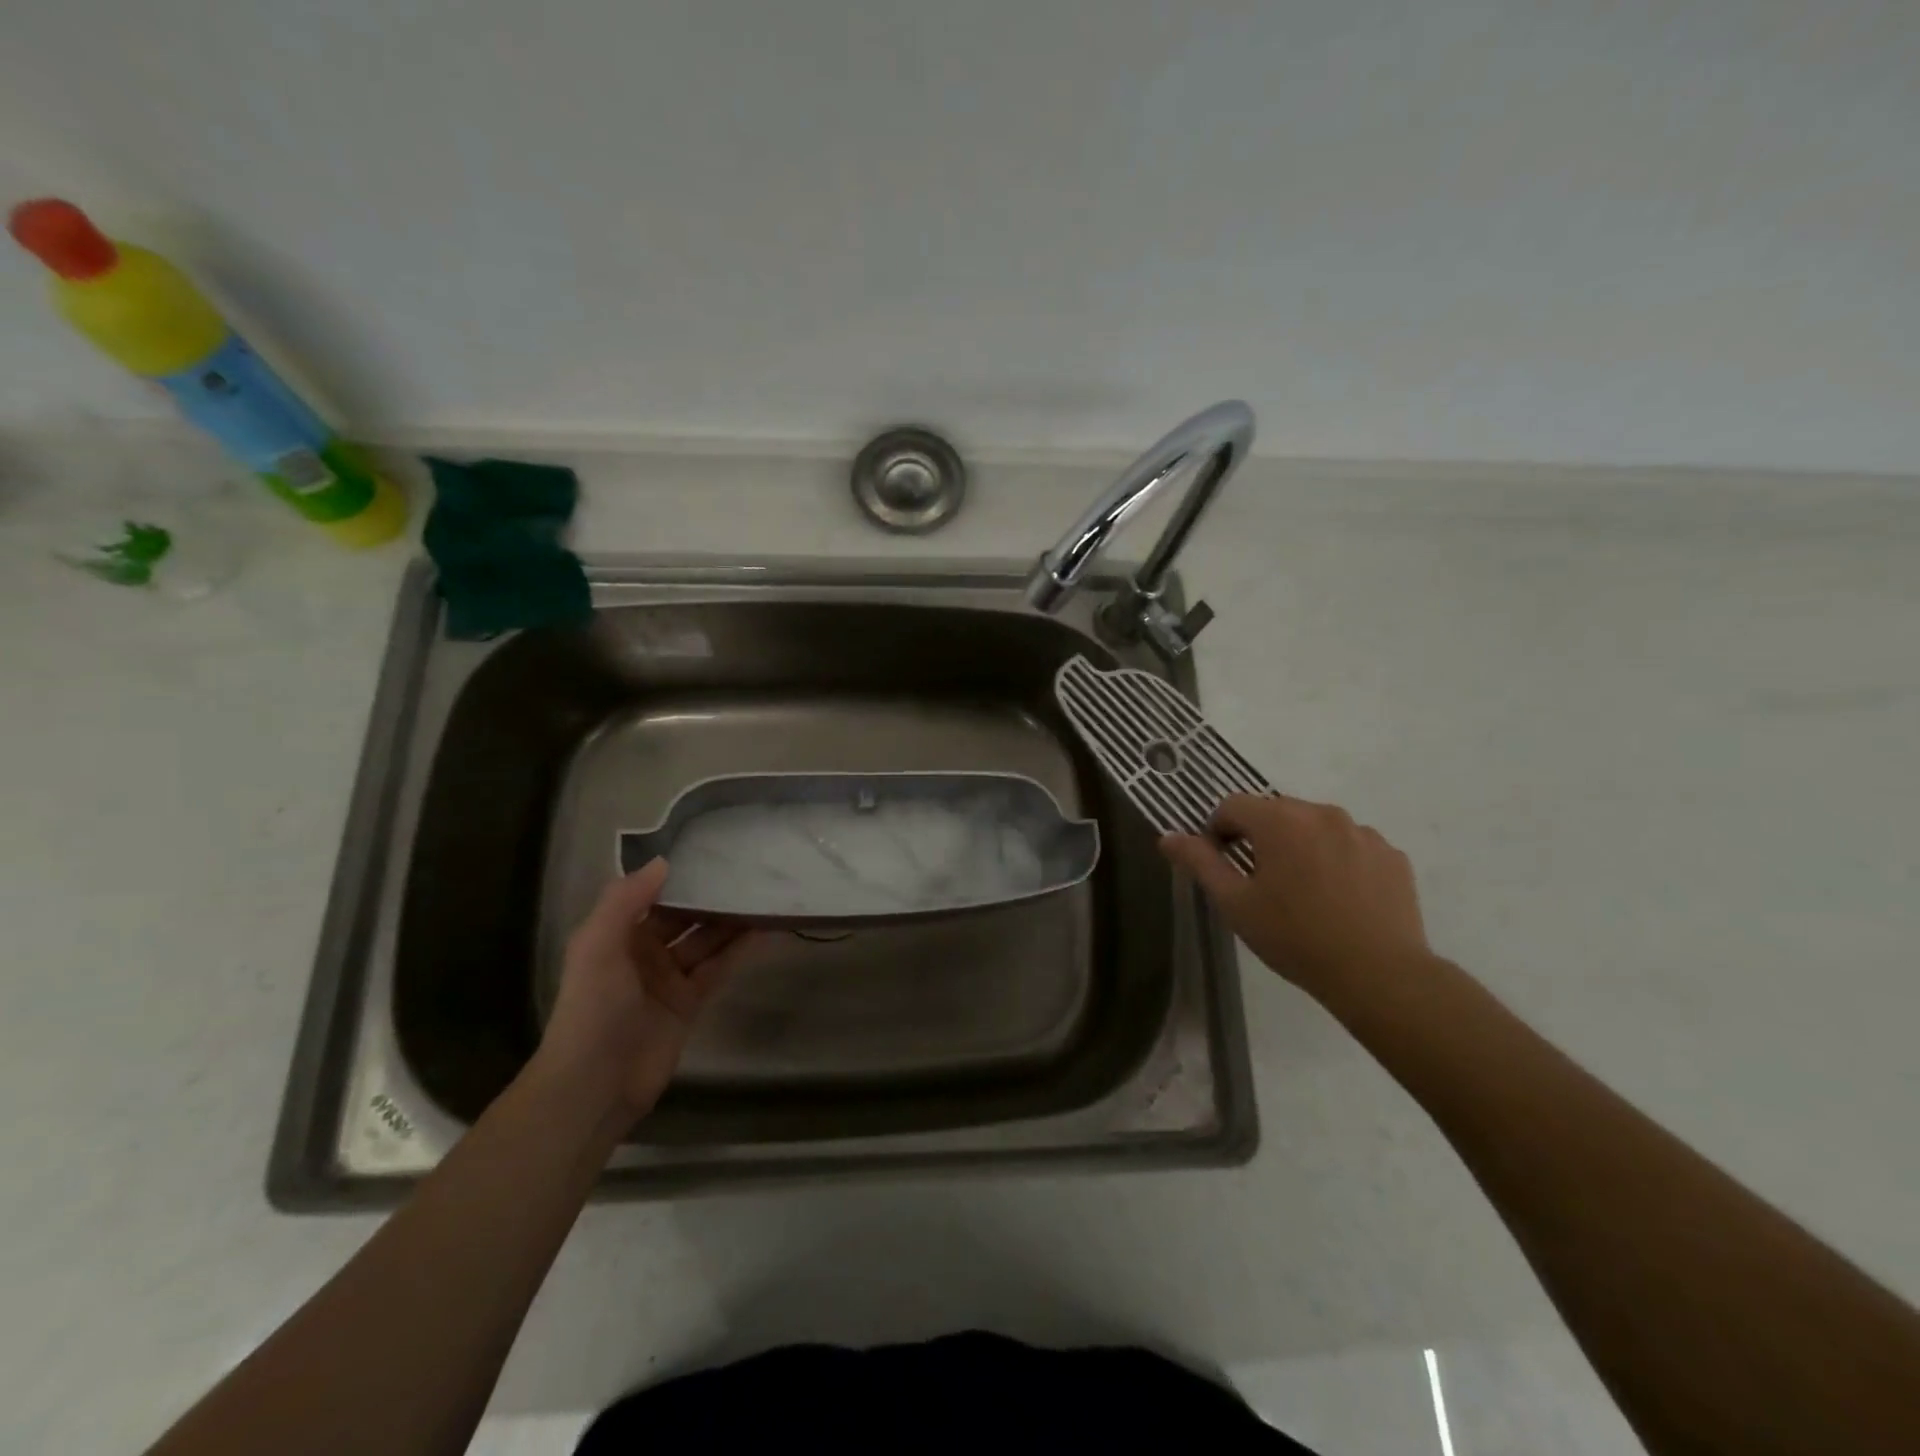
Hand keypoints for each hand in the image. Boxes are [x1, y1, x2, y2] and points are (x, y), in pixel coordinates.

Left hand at [535, 858, 756, 1122]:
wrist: (595, 1086)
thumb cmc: (592, 1009)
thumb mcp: (597, 947)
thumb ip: (625, 901)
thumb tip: (664, 861)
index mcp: (617, 935)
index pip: (653, 896)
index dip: (680, 876)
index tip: (712, 851)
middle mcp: (644, 952)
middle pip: (684, 916)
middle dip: (711, 896)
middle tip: (748, 869)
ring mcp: (669, 979)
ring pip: (706, 940)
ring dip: (731, 920)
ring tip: (763, 894)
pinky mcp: (691, 1003)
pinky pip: (718, 968)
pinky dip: (740, 950)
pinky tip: (764, 930)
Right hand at [1160, 794, 1430, 997]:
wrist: (1378, 974)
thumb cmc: (1295, 937)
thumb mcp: (1235, 903)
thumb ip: (1200, 863)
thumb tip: (1168, 837)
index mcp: (1279, 820)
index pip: (1232, 806)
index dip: (1218, 832)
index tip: (1222, 865)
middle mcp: (1321, 813)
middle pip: (1276, 813)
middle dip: (1261, 838)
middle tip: (1260, 882)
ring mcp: (1362, 832)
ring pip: (1316, 827)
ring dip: (1301, 847)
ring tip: (1304, 892)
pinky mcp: (1391, 854)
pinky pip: (1352, 846)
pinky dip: (1339, 861)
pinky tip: (1340, 898)